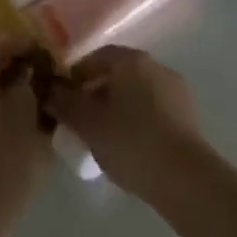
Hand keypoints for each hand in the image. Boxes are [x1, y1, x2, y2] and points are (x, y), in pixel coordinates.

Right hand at [45, 47, 207, 204]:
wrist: (185, 179)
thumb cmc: (130, 142)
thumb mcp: (88, 124)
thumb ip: (64, 103)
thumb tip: (49, 90)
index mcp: (130, 60)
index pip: (95, 58)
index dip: (75, 77)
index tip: (62, 100)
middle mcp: (155, 66)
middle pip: (117, 74)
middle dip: (96, 93)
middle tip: (80, 121)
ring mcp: (175, 90)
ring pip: (136, 93)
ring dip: (117, 108)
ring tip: (103, 138)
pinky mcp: (187, 116)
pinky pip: (153, 110)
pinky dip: (137, 121)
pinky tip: (129, 147)